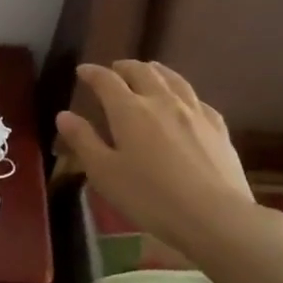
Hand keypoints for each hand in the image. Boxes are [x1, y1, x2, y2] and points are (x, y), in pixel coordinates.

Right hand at [56, 61, 279, 256]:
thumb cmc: (150, 197)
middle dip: (124, 67)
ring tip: (149, 70)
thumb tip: (64, 115)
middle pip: (142, 72)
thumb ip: (83, 141)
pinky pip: (196, 99)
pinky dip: (183, 92)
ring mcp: (194, 112)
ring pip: (173, 79)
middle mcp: (162, 101)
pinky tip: (185, 101)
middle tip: (114, 69)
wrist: (214, 216)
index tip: (82, 70)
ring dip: (155, 71)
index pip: (106, 81)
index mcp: (129, 110)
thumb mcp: (105, 173)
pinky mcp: (217, 127)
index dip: (92, 73)